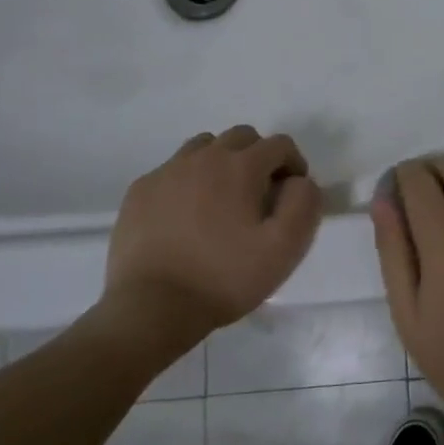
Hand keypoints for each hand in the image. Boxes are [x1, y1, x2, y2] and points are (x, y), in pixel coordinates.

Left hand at [103, 126, 322, 341]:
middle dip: (259, 157)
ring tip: (223, 201)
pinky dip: (188, 182)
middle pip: (242, 137)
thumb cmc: (224, 278)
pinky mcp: (140, 191)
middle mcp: (203, 157)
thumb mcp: (285, 248)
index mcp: (240, 166)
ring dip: (222, 163)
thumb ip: (304, 204)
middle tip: (260, 195)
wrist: (151, 307)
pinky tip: (187, 217)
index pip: (279, 144)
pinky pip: (172, 170)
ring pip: (204, 147)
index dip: (294, 164)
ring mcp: (166, 172)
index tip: (292, 194)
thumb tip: (300, 181)